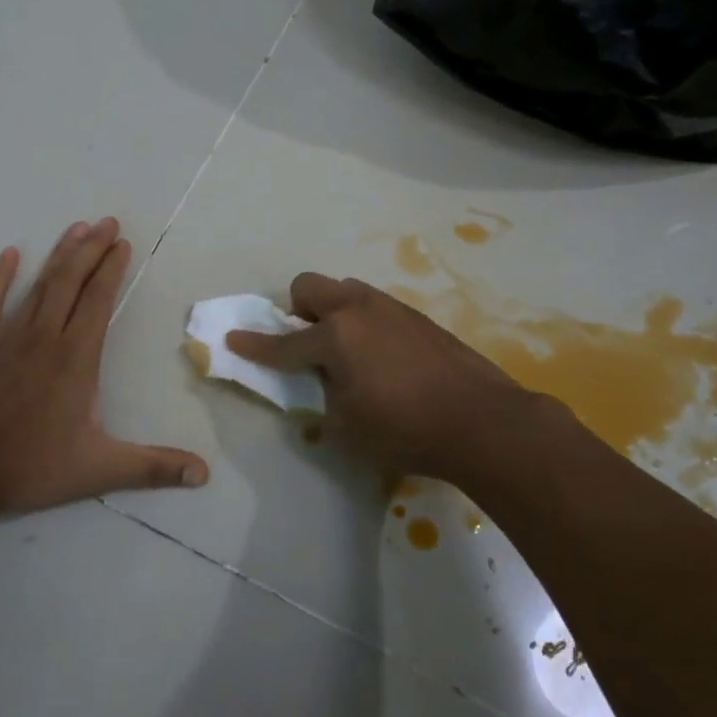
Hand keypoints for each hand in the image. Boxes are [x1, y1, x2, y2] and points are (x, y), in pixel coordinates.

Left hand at [0, 218, 208, 516]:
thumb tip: (204, 474)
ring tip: (77, 228)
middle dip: (92, 249)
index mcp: (76, 357)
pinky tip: (9, 254)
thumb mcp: (99, 470)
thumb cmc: (30, 466)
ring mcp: (8, 336)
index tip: (123, 243)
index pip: (99, 301)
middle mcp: (44, 336)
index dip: (112, 269)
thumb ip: (153, 467)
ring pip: (39, 285)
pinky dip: (0, 276)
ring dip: (59, 255)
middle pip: (71, 281)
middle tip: (107, 222)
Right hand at [226, 273, 549, 490]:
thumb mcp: (346, 429)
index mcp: (335, 336)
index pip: (283, 342)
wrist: (482, 421)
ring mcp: (392, 308)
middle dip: (297, 310)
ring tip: (347, 352)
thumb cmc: (405, 430)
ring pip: (347, 291)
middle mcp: (359, 310)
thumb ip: (323, 401)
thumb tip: (325, 386)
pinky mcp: (419, 318)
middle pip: (310, 287)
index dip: (255, 345)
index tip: (233, 340)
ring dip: (333, 312)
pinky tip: (383, 358)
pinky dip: (364, 323)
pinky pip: (376, 308)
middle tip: (306, 344)